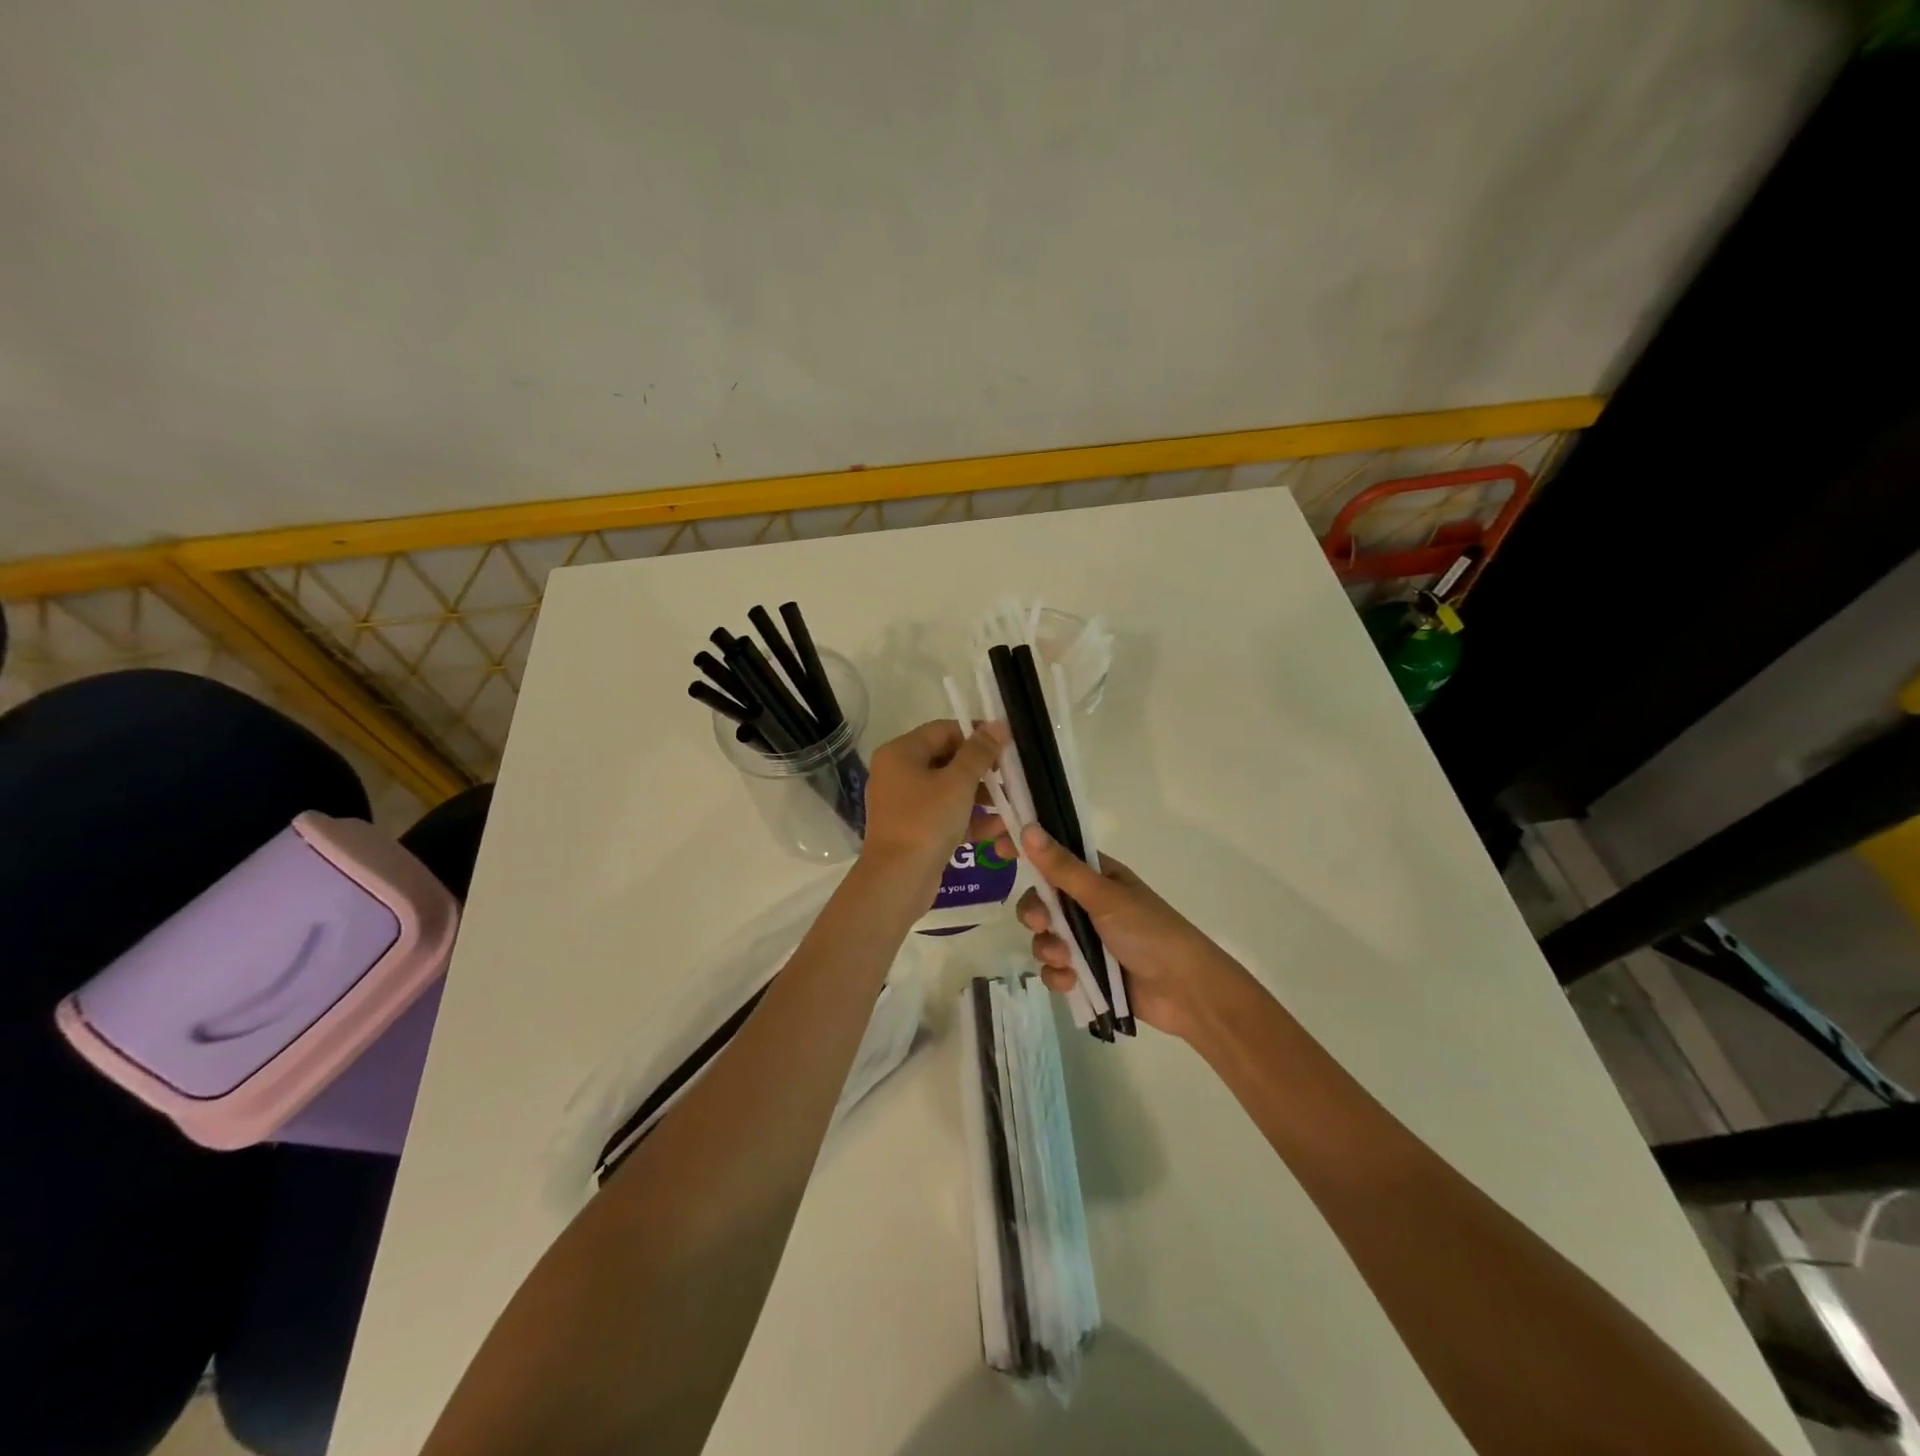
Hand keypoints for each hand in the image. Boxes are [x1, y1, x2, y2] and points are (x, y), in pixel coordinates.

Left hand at [859, 720, 1006, 888]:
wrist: (898, 880)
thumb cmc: (926, 821)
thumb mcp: (958, 783)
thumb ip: (980, 752)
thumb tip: (998, 725)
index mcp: (900, 753)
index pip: (943, 730)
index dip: (976, 735)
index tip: (1006, 746)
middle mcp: (898, 773)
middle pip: (947, 760)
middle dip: (982, 770)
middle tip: (1011, 777)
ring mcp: (904, 803)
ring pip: (949, 790)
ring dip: (981, 797)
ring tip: (1012, 805)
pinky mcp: (914, 829)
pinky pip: (945, 814)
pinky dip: (969, 819)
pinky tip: (999, 829)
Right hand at [1016, 824, 1251, 1041]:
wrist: (1185, 991)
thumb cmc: (1149, 931)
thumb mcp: (1104, 896)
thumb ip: (1062, 868)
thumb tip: (1028, 828)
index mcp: (1096, 876)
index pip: (1053, 855)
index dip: (1027, 851)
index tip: (999, 849)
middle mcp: (1088, 904)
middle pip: (1040, 900)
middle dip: (1035, 913)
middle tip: (1041, 922)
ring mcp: (1086, 939)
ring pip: (1044, 937)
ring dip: (1048, 948)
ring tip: (1067, 960)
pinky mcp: (1087, 973)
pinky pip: (1054, 969)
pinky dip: (1058, 975)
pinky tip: (1072, 981)